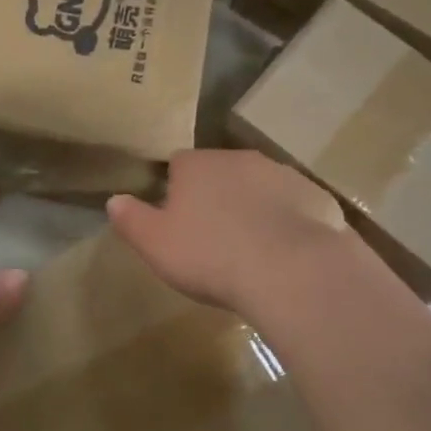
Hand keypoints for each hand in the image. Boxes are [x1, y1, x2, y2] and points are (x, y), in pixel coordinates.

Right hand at [106, 149, 360, 317]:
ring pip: (257, 187)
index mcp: (197, 164)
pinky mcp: (316, 196)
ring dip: (251, 208)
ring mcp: (282, 174)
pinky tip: (283, 254)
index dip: (174, 191)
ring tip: (249, 250)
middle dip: (214, 197)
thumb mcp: (155, 244)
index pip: (177, 164)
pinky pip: (291, 206)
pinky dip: (284, 222)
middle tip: (211, 239)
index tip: (177, 222)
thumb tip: (114, 200)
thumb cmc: (211, 255)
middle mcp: (239, 159)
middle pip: (219, 173)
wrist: (292, 271)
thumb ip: (131, 219)